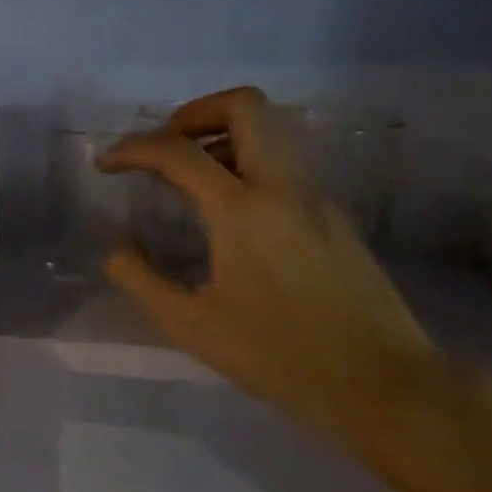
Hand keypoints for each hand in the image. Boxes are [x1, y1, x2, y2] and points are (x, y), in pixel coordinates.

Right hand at [99, 86, 448, 452]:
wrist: (384, 385)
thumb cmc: (279, 356)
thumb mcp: (192, 326)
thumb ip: (142, 280)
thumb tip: (117, 250)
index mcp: (243, 211)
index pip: (179, 152)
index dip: (132, 149)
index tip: (106, 164)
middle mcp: (284, 188)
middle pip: (244, 106)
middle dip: (192, 113)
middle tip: (161, 148)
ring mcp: (317, 198)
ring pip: (269, 132)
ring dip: (220, 138)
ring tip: (186, 181)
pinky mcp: (334, 218)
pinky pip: (283, 166)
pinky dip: (245, 166)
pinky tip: (225, 214)